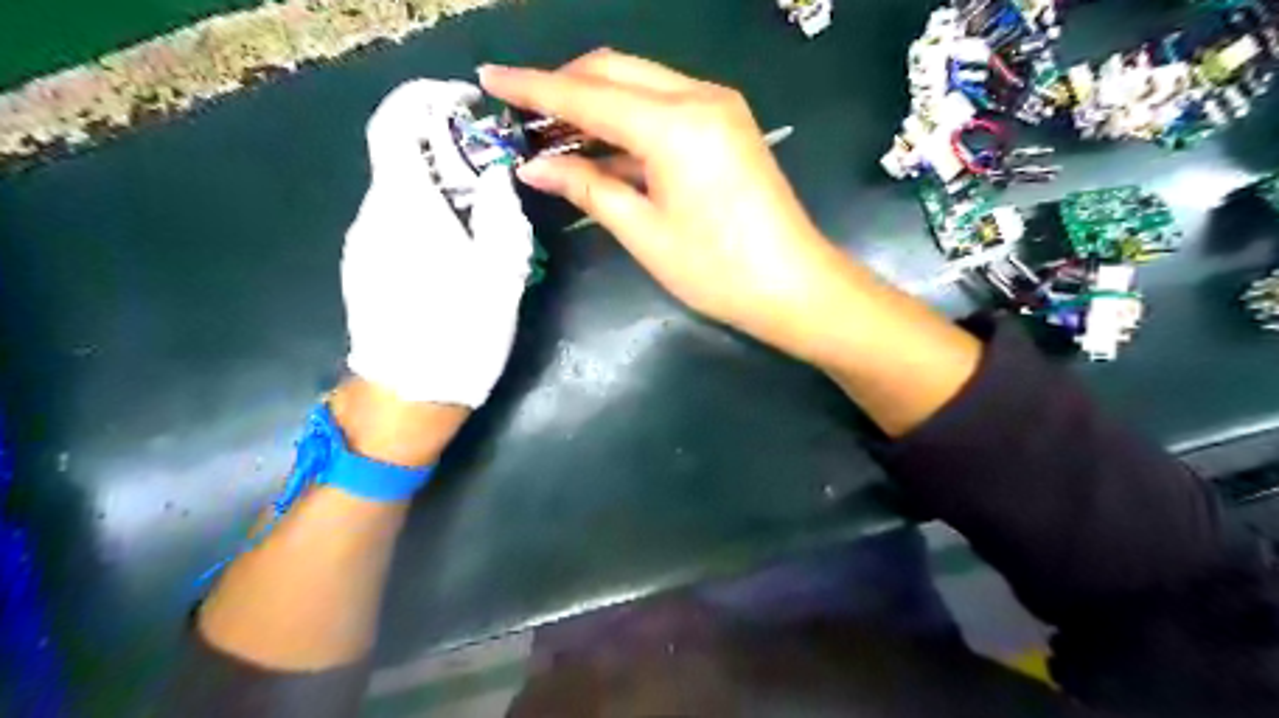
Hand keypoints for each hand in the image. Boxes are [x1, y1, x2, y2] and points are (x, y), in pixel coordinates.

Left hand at [342, 78, 532, 407]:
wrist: (408, 396)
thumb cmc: (460, 333)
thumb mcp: (500, 271)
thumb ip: (499, 211)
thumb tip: (494, 172)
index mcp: (406, 207)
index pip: (395, 122)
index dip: (427, 98)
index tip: (467, 104)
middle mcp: (373, 214)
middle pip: (398, 154)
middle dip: (444, 144)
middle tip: (491, 168)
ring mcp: (362, 242)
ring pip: (398, 188)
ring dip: (438, 181)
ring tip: (480, 210)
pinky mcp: (363, 265)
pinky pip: (394, 218)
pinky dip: (425, 209)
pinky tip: (454, 244)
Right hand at [475, 50, 851, 365]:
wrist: (795, 286)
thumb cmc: (717, 270)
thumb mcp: (644, 232)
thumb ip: (588, 188)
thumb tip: (536, 166)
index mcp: (674, 124)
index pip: (587, 95)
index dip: (534, 88)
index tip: (489, 78)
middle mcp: (698, 97)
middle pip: (615, 71)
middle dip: (566, 86)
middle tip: (525, 114)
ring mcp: (719, 108)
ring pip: (642, 85)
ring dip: (597, 103)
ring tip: (555, 132)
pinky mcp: (728, 126)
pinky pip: (666, 107)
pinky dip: (630, 121)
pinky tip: (603, 147)